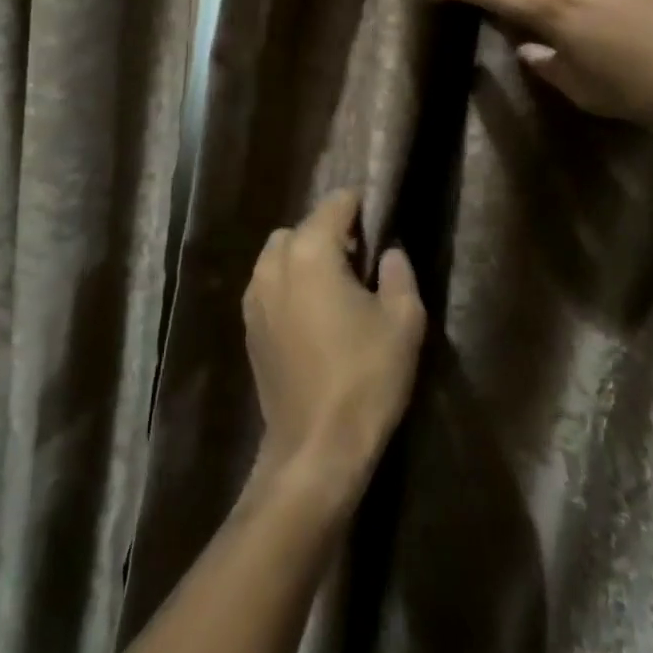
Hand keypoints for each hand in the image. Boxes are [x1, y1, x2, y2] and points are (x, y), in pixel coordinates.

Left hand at [244, 191, 425, 494]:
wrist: (315, 448)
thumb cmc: (365, 377)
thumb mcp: (404, 320)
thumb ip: (398, 273)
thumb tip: (389, 252)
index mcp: (310, 252)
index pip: (335, 204)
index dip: (361, 207)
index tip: (381, 225)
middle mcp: (273, 265)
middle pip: (302, 227)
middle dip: (330, 233)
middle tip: (362, 261)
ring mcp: (254, 297)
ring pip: (280, 255)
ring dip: (306, 258)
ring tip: (337, 289)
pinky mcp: (249, 327)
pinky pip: (270, 285)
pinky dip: (290, 284)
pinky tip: (315, 316)